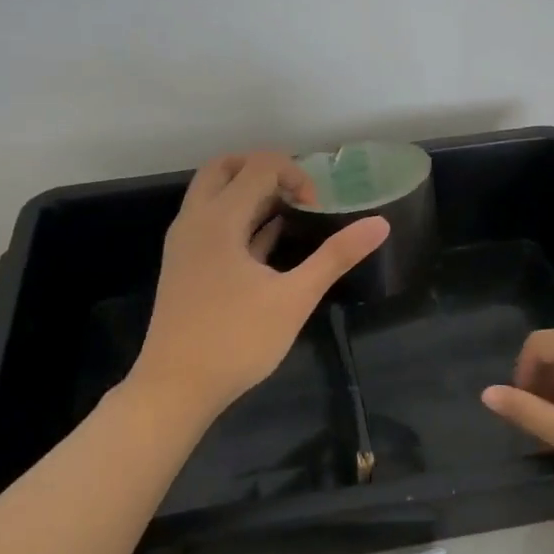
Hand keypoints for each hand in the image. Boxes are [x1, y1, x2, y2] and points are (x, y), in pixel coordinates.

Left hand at [133, 151, 389, 417]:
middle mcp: (195, 220)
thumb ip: (335, 256)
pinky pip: (210, 222)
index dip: (295, 174)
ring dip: (249, 193)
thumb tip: (380, 224)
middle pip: (225, 167)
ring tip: (289, 215)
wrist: (174, 388)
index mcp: (219, 218)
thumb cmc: (236, 340)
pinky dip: (238, 218)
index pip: (258, 165)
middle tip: (297, 194)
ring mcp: (185, 242)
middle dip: (264, 170)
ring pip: (214, 194)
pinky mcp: (185, 264)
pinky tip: (268, 241)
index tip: (317, 208)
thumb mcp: (294, 298)